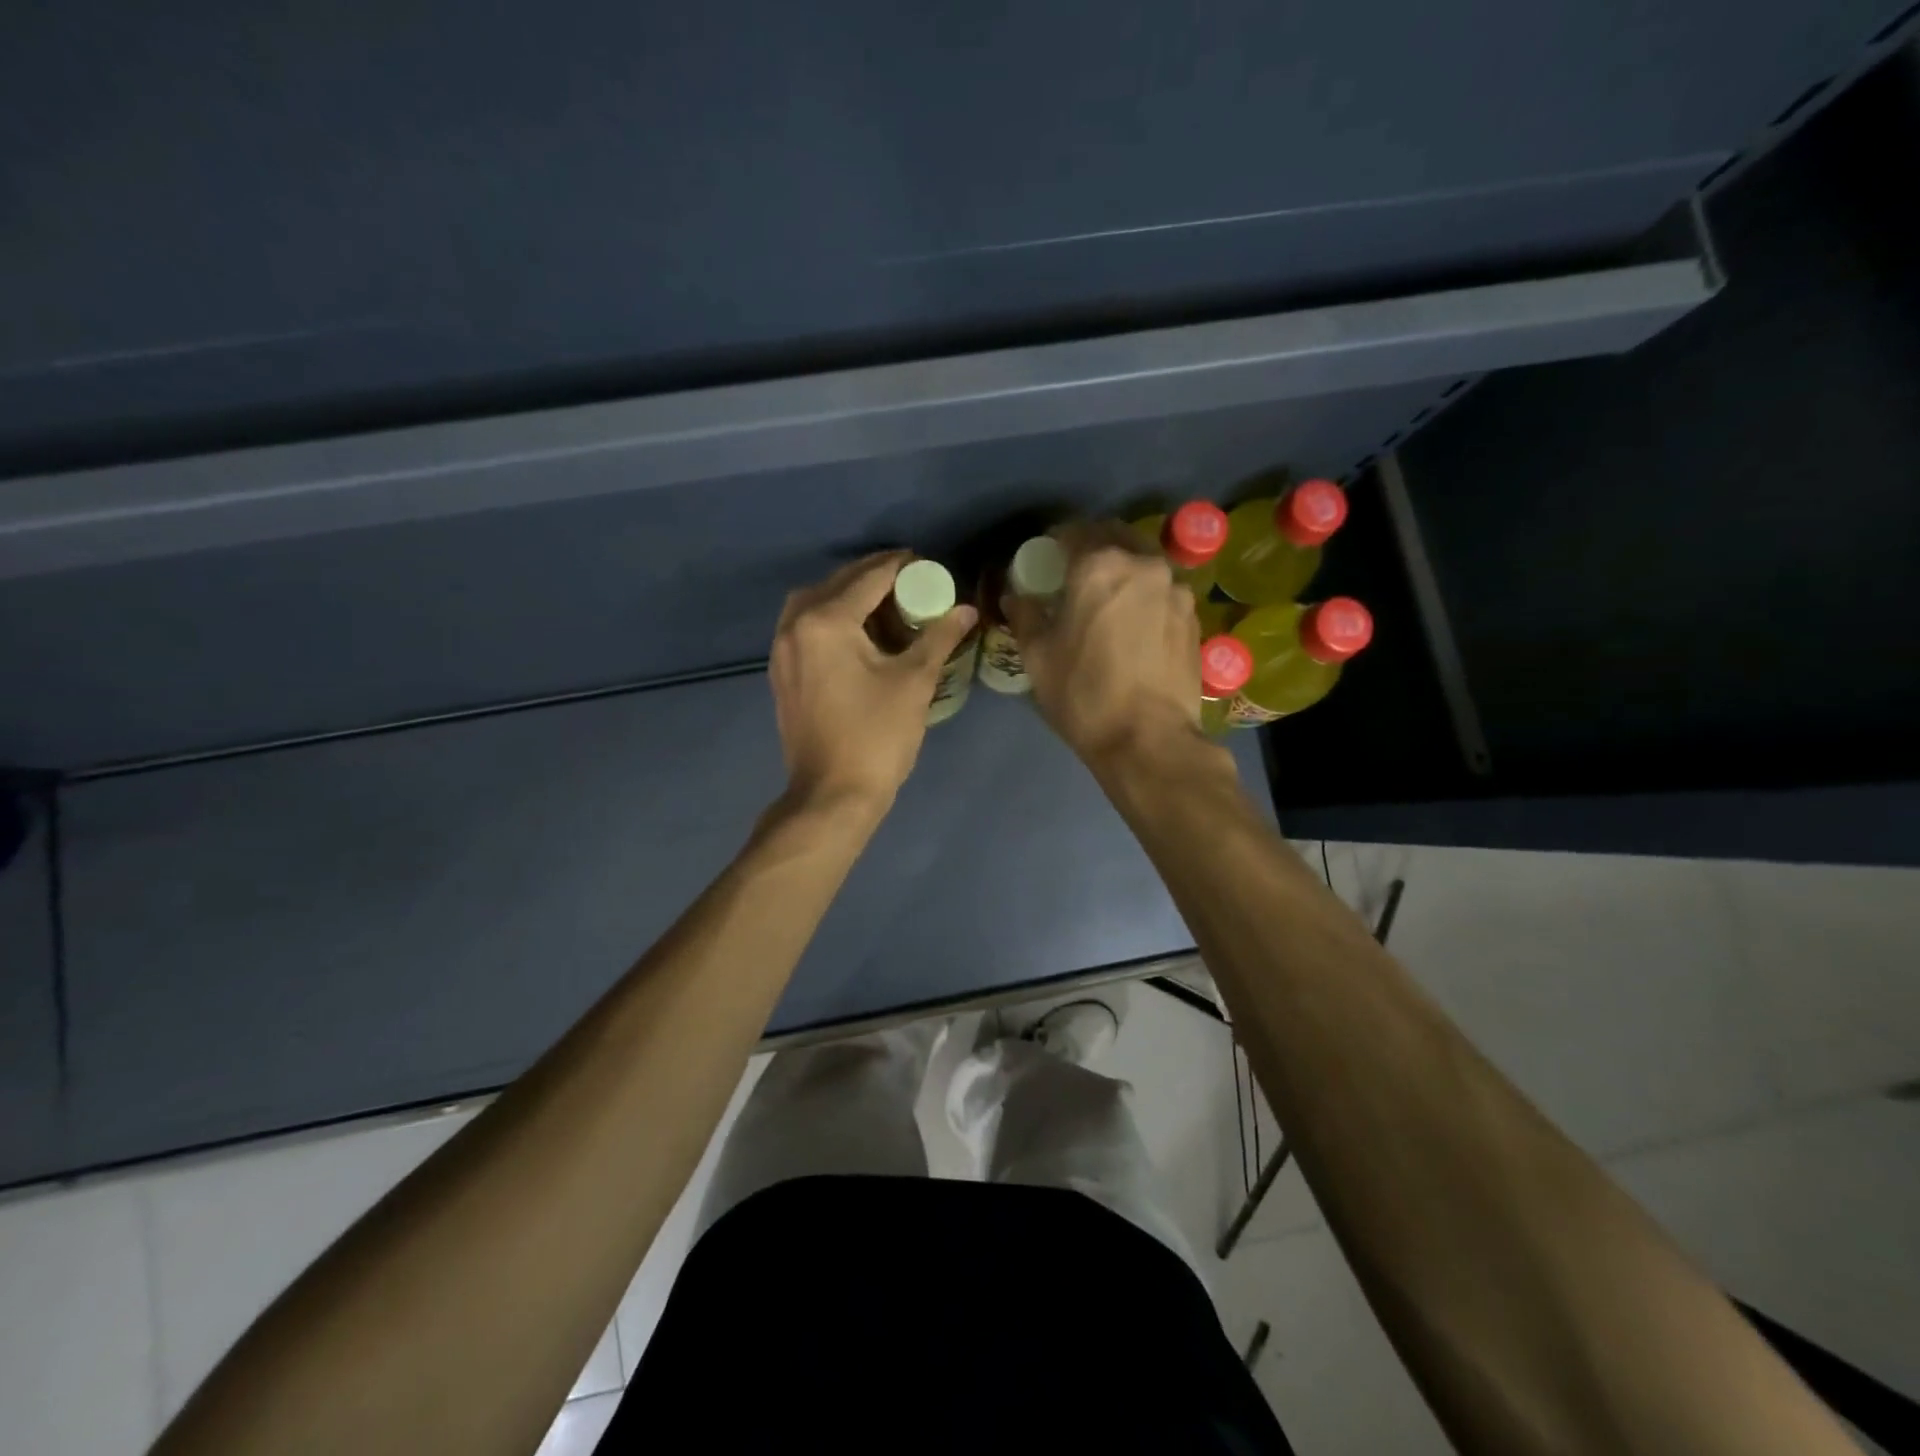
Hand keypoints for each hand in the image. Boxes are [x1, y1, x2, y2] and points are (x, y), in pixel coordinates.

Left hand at [770, 551, 978, 811]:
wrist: (831, 796)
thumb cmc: (877, 737)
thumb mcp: (914, 682)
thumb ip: (939, 637)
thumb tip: (967, 610)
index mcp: (825, 621)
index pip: (869, 577)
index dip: (901, 566)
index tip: (927, 564)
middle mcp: (794, 626)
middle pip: (837, 583)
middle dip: (874, 578)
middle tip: (911, 582)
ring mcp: (781, 651)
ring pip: (815, 603)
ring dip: (848, 596)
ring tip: (885, 606)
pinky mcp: (781, 673)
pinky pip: (805, 628)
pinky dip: (831, 619)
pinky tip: (858, 636)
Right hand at [1005, 521, 1203, 768]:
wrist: (1150, 740)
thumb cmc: (1084, 694)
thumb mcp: (1038, 657)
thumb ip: (1025, 616)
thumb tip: (1015, 596)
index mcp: (1100, 566)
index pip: (1073, 532)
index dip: (1054, 542)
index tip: (1045, 560)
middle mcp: (1144, 565)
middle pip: (1114, 538)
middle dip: (1092, 548)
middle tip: (1075, 575)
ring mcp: (1177, 590)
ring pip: (1143, 564)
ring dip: (1123, 571)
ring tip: (1108, 601)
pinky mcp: (1194, 617)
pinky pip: (1163, 592)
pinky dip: (1145, 596)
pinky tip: (1134, 625)